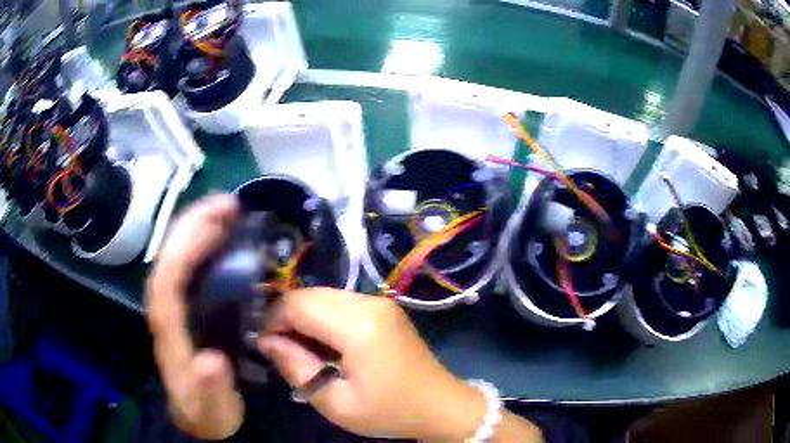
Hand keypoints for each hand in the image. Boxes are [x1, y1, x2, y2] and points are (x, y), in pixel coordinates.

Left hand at [146, 195, 243, 438]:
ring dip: (196, 226)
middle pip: (169, 256)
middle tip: (229, 204)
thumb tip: (212, 361)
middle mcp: (164, 308)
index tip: (218, 225)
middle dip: (193, 224)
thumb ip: (209, 387)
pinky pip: (188, 265)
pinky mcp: (184, 305)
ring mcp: (173, 304)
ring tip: (226, 209)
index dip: (188, 247)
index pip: (169, 279)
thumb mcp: (212, 407)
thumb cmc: (206, 410)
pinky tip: (220, 235)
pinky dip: (201, 243)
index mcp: (168, 330)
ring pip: (176, 255)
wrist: (199, 415)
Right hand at [259, 288, 489, 440]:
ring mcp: (380, 301)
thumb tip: (265, 341)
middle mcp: (369, 302)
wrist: (440, 405)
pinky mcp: (384, 308)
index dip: (273, 320)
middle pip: (309, 294)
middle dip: (286, 317)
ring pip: (323, 295)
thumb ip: (295, 367)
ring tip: (301, 349)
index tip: (265, 345)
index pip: (297, 304)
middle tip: (281, 348)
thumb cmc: (389, 411)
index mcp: (358, 325)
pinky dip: (322, 317)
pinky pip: (340, 302)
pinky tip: (323, 343)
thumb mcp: (335, 402)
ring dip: (304, 316)